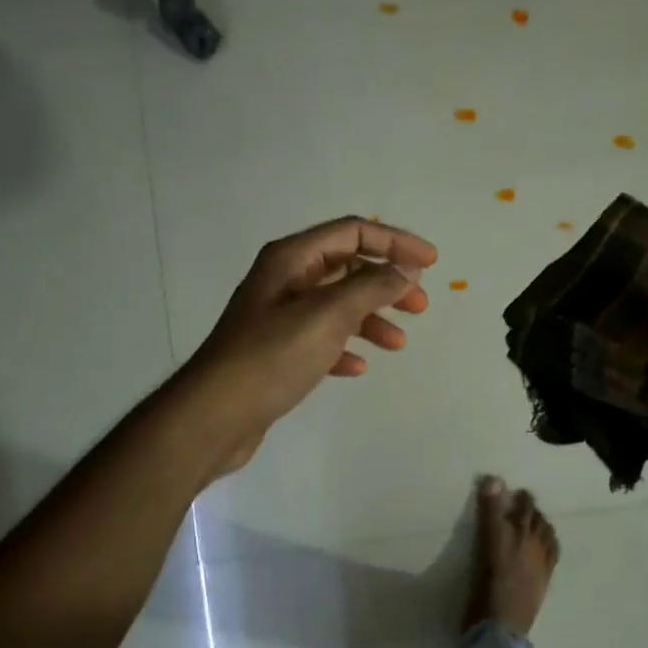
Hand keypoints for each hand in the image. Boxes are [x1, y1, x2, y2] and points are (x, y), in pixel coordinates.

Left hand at [183, 217, 437, 475]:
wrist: (216, 415)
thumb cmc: (273, 356)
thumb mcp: (328, 314)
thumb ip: (372, 286)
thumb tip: (406, 268)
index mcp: (291, 258)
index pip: (352, 232)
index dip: (395, 242)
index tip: (432, 263)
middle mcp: (284, 280)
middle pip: (347, 267)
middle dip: (386, 283)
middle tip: (419, 306)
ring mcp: (279, 317)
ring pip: (337, 305)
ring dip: (371, 318)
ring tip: (398, 343)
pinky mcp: (277, 352)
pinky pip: (321, 338)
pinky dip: (345, 346)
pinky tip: (358, 367)